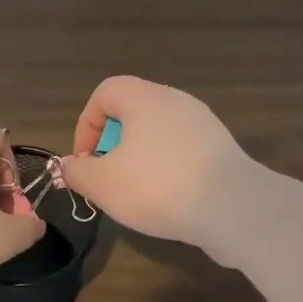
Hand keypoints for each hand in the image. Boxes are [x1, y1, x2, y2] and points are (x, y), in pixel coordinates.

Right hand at [59, 76, 253, 259]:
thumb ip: (77, 172)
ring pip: (157, 135)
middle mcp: (175, 101)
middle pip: (131, 113)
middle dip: (112, 146)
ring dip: (139, 160)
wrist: (233, 208)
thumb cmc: (157, 186)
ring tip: (136, 193)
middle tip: (108, 178)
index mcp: (144, 98)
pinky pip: (182, 152)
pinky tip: (168, 200)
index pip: (104, 93)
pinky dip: (167, 170)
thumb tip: (69, 166)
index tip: (85, 160)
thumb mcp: (102, 184)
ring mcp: (203, 124)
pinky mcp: (222, 149)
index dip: (86, 125)